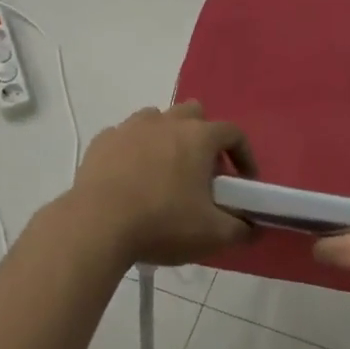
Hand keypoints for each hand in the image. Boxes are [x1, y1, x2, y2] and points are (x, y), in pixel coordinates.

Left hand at [71, 103, 255, 265]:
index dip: (244, 155)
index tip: (244, 181)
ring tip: (165, 171)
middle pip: (194, 114)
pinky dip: (134, 150)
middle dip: (203, 136)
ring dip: (167, 138)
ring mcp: (131, 127)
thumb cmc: (163, 223)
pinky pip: (126, 137)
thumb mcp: (212, 234)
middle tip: (202, 171)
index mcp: (199, 137)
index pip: (233, 133)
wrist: (96, 226)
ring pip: (157, 119)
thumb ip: (240, 229)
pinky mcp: (102, 141)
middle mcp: (167, 122)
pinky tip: (131, 177)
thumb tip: (253, 228)